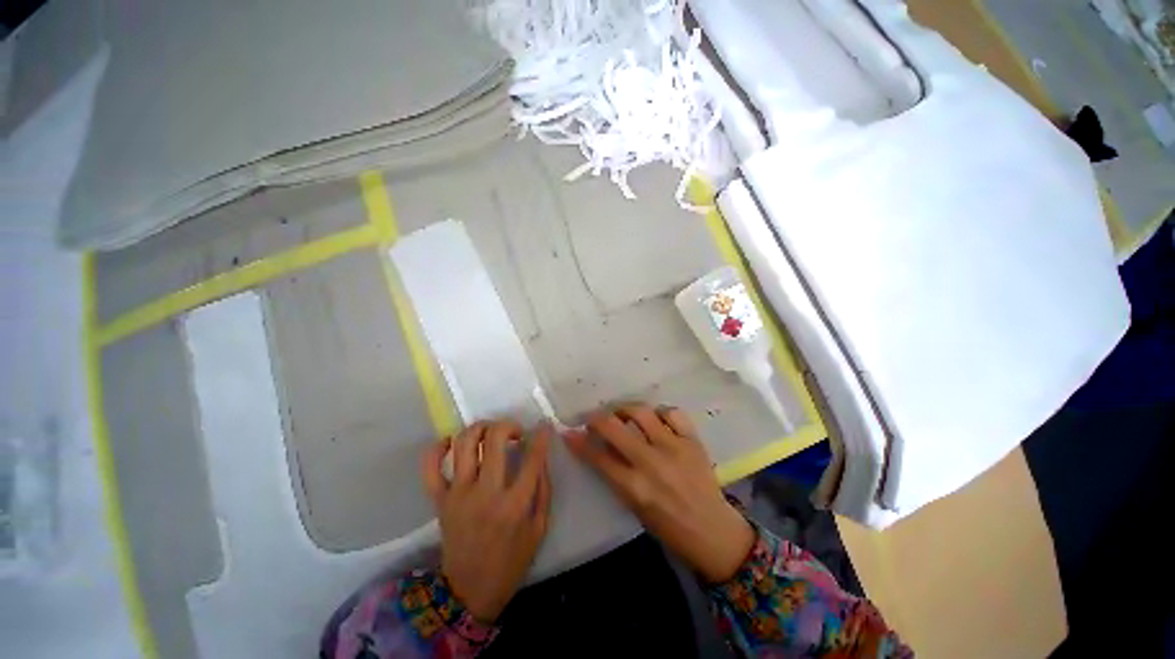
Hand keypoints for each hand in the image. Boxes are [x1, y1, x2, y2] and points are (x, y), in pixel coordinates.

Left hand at [422, 420, 551, 622]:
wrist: (469, 593)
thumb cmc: (511, 561)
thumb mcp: (539, 528)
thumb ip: (543, 488)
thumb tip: (540, 456)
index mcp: (515, 504)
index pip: (532, 457)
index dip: (541, 436)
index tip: (544, 426)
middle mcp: (485, 493)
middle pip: (495, 439)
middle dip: (509, 425)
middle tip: (516, 433)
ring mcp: (458, 495)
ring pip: (464, 443)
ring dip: (480, 428)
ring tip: (490, 433)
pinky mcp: (440, 501)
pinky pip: (430, 468)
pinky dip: (436, 449)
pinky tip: (450, 442)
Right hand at [565, 404, 754, 583]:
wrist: (712, 531)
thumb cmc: (668, 526)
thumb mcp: (634, 506)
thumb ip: (616, 475)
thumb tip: (598, 447)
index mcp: (635, 487)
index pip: (598, 456)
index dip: (578, 441)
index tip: (569, 431)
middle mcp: (652, 463)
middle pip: (614, 427)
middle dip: (597, 418)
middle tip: (594, 418)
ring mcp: (674, 448)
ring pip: (642, 412)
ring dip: (625, 409)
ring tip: (622, 414)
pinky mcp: (692, 440)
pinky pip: (672, 413)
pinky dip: (660, 412)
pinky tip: (656, 419)